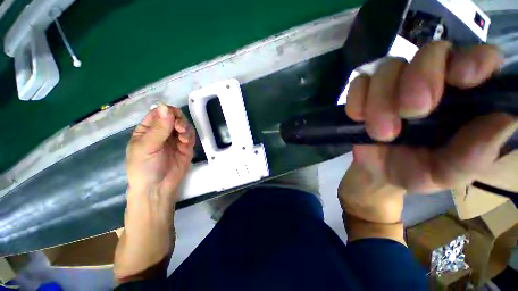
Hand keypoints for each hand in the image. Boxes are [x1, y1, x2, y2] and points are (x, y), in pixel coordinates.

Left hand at [126, 103, 194, 199]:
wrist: (158, 188)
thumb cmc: (144, 167)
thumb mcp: (147, 147)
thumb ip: (158, 128)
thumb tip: (164, 106)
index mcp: (147, 129)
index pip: (158, 113)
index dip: (167, 111)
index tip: (173, 116)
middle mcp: (162, 132)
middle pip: (174, 117)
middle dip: (179, 120)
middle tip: (180, 128)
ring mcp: (175, 139)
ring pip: (184, 125)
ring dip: (185, 128)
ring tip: (183, 137)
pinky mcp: (186, 146)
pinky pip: (190, 136)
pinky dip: (190, 135)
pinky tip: (186, 141)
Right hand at [340, 42, 515, 223]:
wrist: (378, 172)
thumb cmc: (418, 171)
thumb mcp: (449, 173)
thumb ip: (474, 154)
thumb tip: (505, 121)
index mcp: (464, 97)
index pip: (480, 57)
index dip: (474, 59)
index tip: (462, 79)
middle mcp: (432, 79)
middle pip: (430, 51)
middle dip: (420, 79)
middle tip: (411, 113)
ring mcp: (394, 83)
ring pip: (388, 67)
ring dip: (381, 101)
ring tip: (381, 133)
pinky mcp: (365, 92)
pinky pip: (358, 83)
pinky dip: (357, 100)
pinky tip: (358, 119)